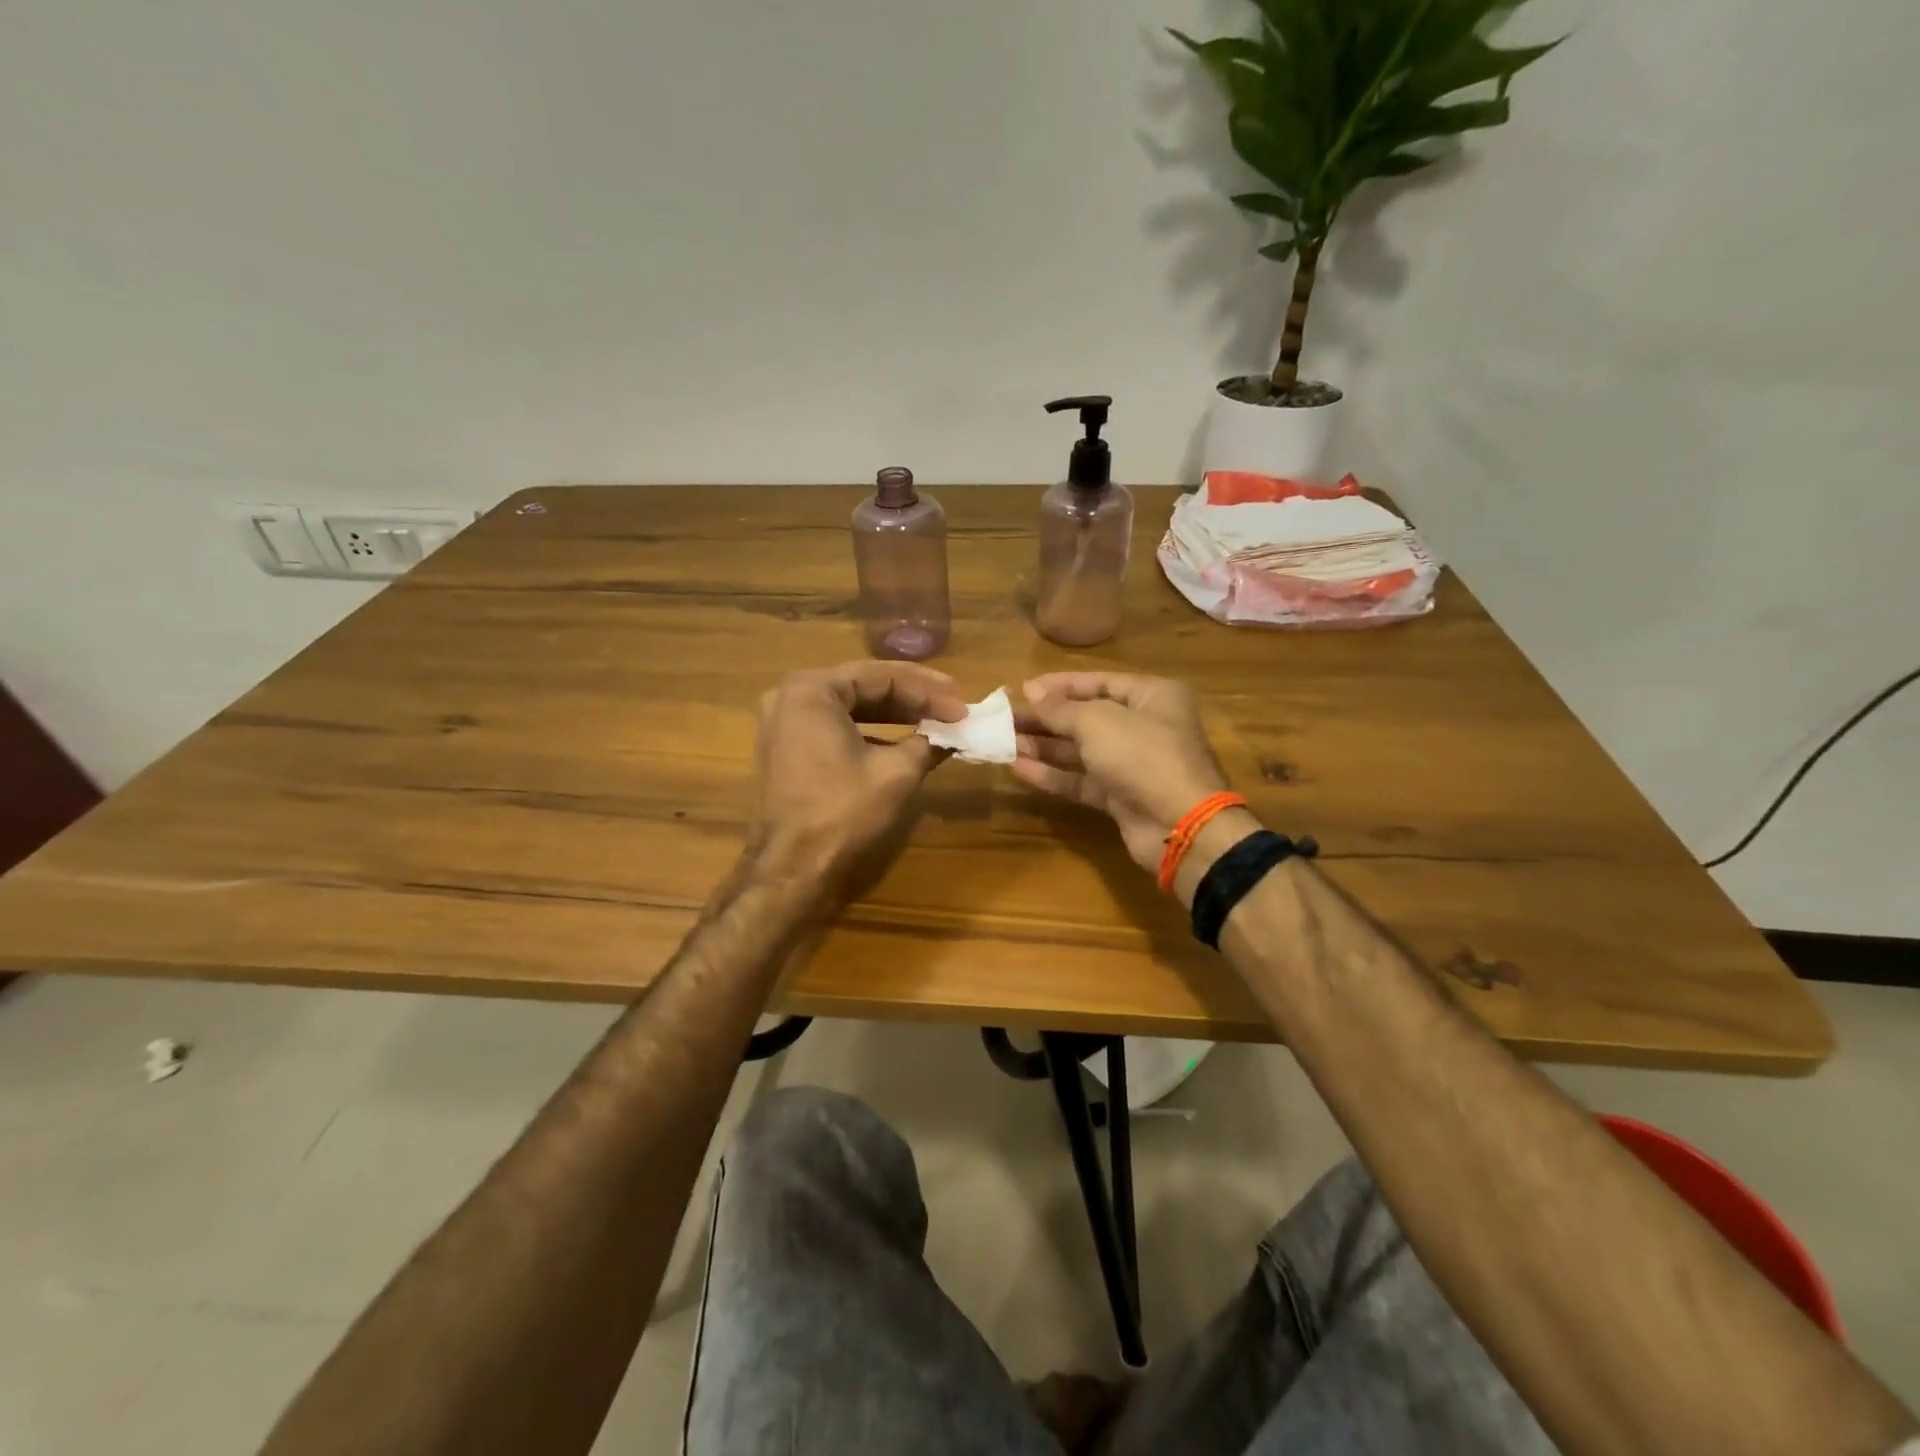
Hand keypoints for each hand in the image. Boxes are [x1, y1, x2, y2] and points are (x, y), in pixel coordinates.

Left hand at [748, 661, 966, 896]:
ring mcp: (782, 724)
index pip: (882, 677)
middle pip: (863, 687)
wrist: (792, 866)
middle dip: (912, 698)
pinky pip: (834, 727)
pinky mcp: (785, 750)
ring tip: (933, 720)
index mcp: (812, 690)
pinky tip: (901, 741)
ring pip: (849, 707)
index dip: (928, 692)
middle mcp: (790, 696)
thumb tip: (953, 734)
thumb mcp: (896, 772)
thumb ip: (928, 742)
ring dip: (893, 714)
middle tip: (952, 706)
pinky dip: (869, 731)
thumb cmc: (843, 811)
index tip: (962, 707)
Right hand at [1014, 672, 1231, 872]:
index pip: (1099, 682)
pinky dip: (1053, 774)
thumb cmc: (1142, 755)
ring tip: (1005, 742)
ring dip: (1044, 746)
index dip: (1060, 685)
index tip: (1022, 688)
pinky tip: (1020, 768)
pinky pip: (1082, 780)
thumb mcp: (1097, 722)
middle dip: (1046, 718)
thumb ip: (1060, 708)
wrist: (1179, 825)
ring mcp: (1133, 764)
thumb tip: (1032, 690)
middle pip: (1087, 717)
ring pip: (1081, 750)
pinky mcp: (1121, 796)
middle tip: (1006, 718)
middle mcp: (1145, 726)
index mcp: (1152, 696)